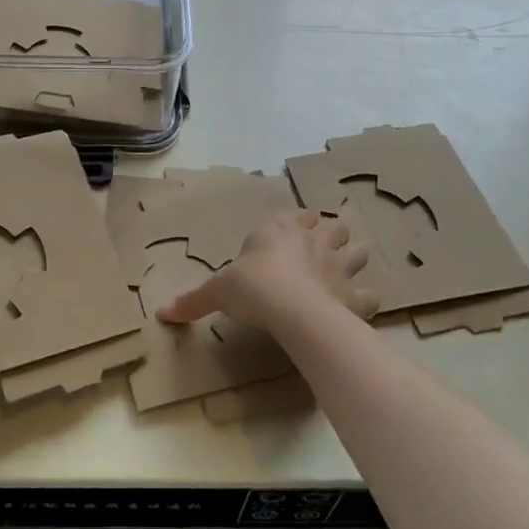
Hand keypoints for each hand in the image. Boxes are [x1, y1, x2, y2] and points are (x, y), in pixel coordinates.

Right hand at [157, 211, 375, 330]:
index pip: (299, 215)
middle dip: (333, 236)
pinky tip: (356, 308)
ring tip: (345, 272)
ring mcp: (339, 266)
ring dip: (354, 260)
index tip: (298, 229)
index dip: (300, 222)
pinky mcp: (354, 296)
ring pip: (358, 252)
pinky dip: (364, 300)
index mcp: (282, 230)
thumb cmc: (252, 286)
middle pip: (335, 228)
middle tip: (325, 250)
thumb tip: (160, 313)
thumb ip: (193, 300)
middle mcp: (314, 241)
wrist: (290, 309)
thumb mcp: (217, 291)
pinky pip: (368, 295)